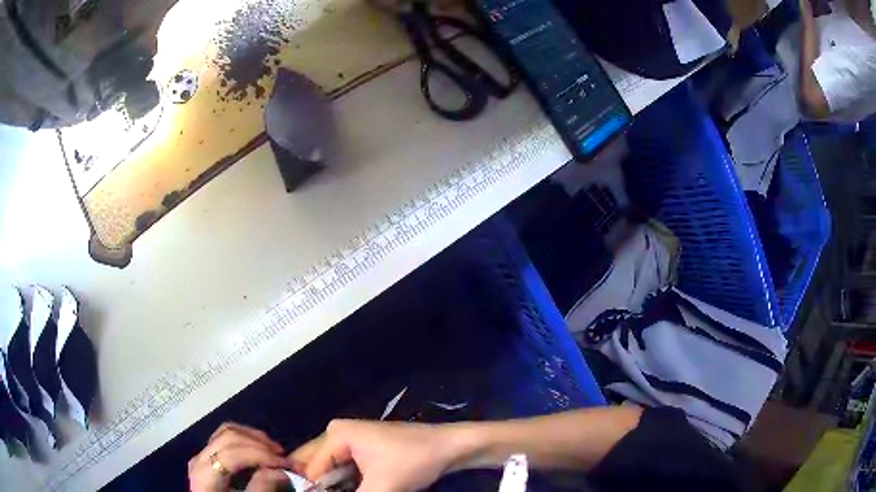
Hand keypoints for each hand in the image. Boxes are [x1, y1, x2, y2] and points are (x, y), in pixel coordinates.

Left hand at [188, 422, 291, 491]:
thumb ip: (261, 489)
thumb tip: (280, 472)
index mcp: (205, 474)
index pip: (232, 454)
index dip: (260, 455)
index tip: (286, 464)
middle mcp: (199, 458)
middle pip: (228, 436)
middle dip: (259, 444)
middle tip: (284, 456)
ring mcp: (202, 455)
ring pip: (227, 431)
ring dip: (254, 438)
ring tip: (276, 451)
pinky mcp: (208, 456)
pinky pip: (226, 437)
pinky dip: (247, 440)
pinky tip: (261, 450)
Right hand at [291, 419, 460, 491]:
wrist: (450, 447)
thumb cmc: (413, 462)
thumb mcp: (381, 488)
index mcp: (336, 435)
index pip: (312, 470)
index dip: (317, 491)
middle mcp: (338, 433)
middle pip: (318, 466)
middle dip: (324, 487)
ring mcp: (352, 440)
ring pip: (333, 470)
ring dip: (336, 488)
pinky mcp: (366, 449)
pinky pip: (346, 470)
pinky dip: (348, 484)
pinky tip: (356, 491)